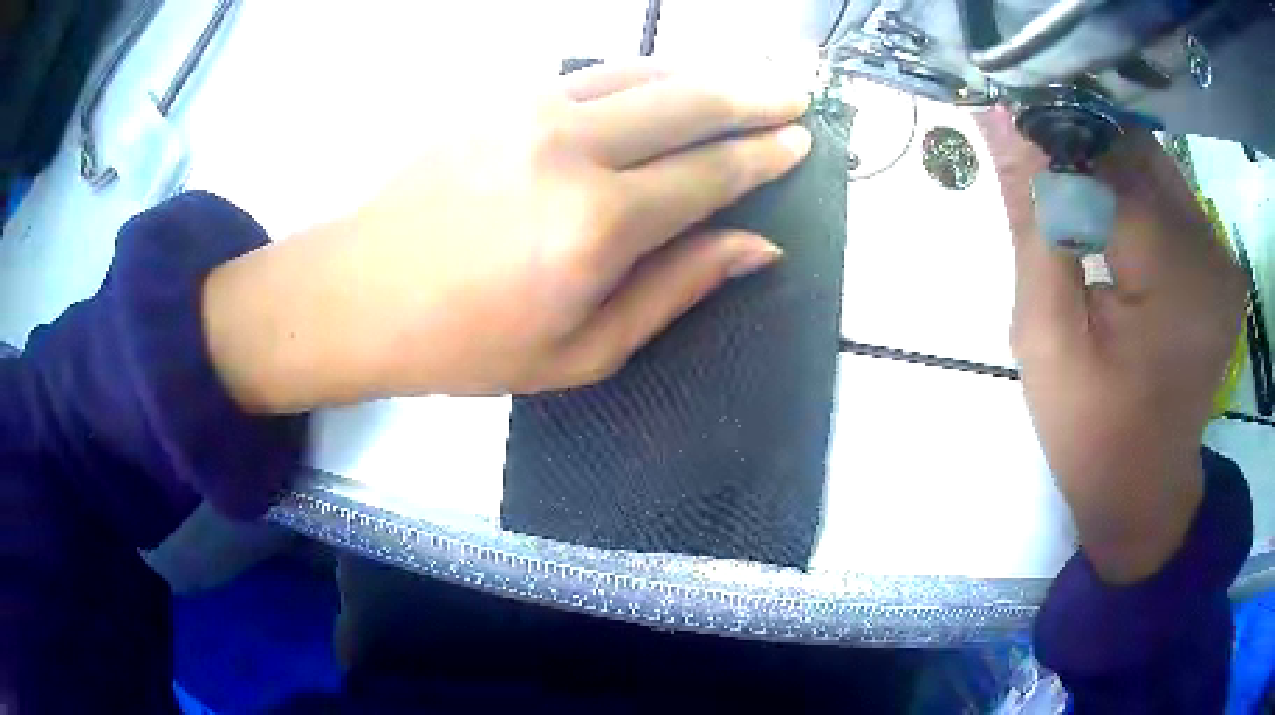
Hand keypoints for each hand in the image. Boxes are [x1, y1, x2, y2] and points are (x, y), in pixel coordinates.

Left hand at [204, 61, 811, 409]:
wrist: (363, 293)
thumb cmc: (471, 342)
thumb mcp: (584, 351)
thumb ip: (677, 288)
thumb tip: (757, 246)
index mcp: (599, 225)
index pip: (711, 174)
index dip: (765, 156)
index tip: (800, 142)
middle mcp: (575, 149)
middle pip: (691, 103)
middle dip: (755, 97)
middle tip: (794, 97)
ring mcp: (534, 110)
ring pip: (646, 73)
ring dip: (706, 74)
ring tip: (746, 81)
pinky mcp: (503, 97)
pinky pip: (595, 72)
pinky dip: (646, 72)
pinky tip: (668, 80)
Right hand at [977, 108, 1246, 581]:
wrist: (1145, 491)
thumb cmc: (1091, 431)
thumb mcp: (1044, 337)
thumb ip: (1032, 221)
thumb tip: (1001, 120)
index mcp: (1176, 274)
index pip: (1109, 159)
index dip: (1055, 138)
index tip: (1010, 129)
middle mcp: (1211, 249)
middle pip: (1136, 149)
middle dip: (1081, 151)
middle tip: (1041, 178)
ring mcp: (1221, 255)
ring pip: (1152, 165)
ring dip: (1106, 172)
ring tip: (1074, 209)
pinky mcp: (1220, 263)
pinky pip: (1169, 195)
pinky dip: (1131, 195)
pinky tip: (1110, 229)